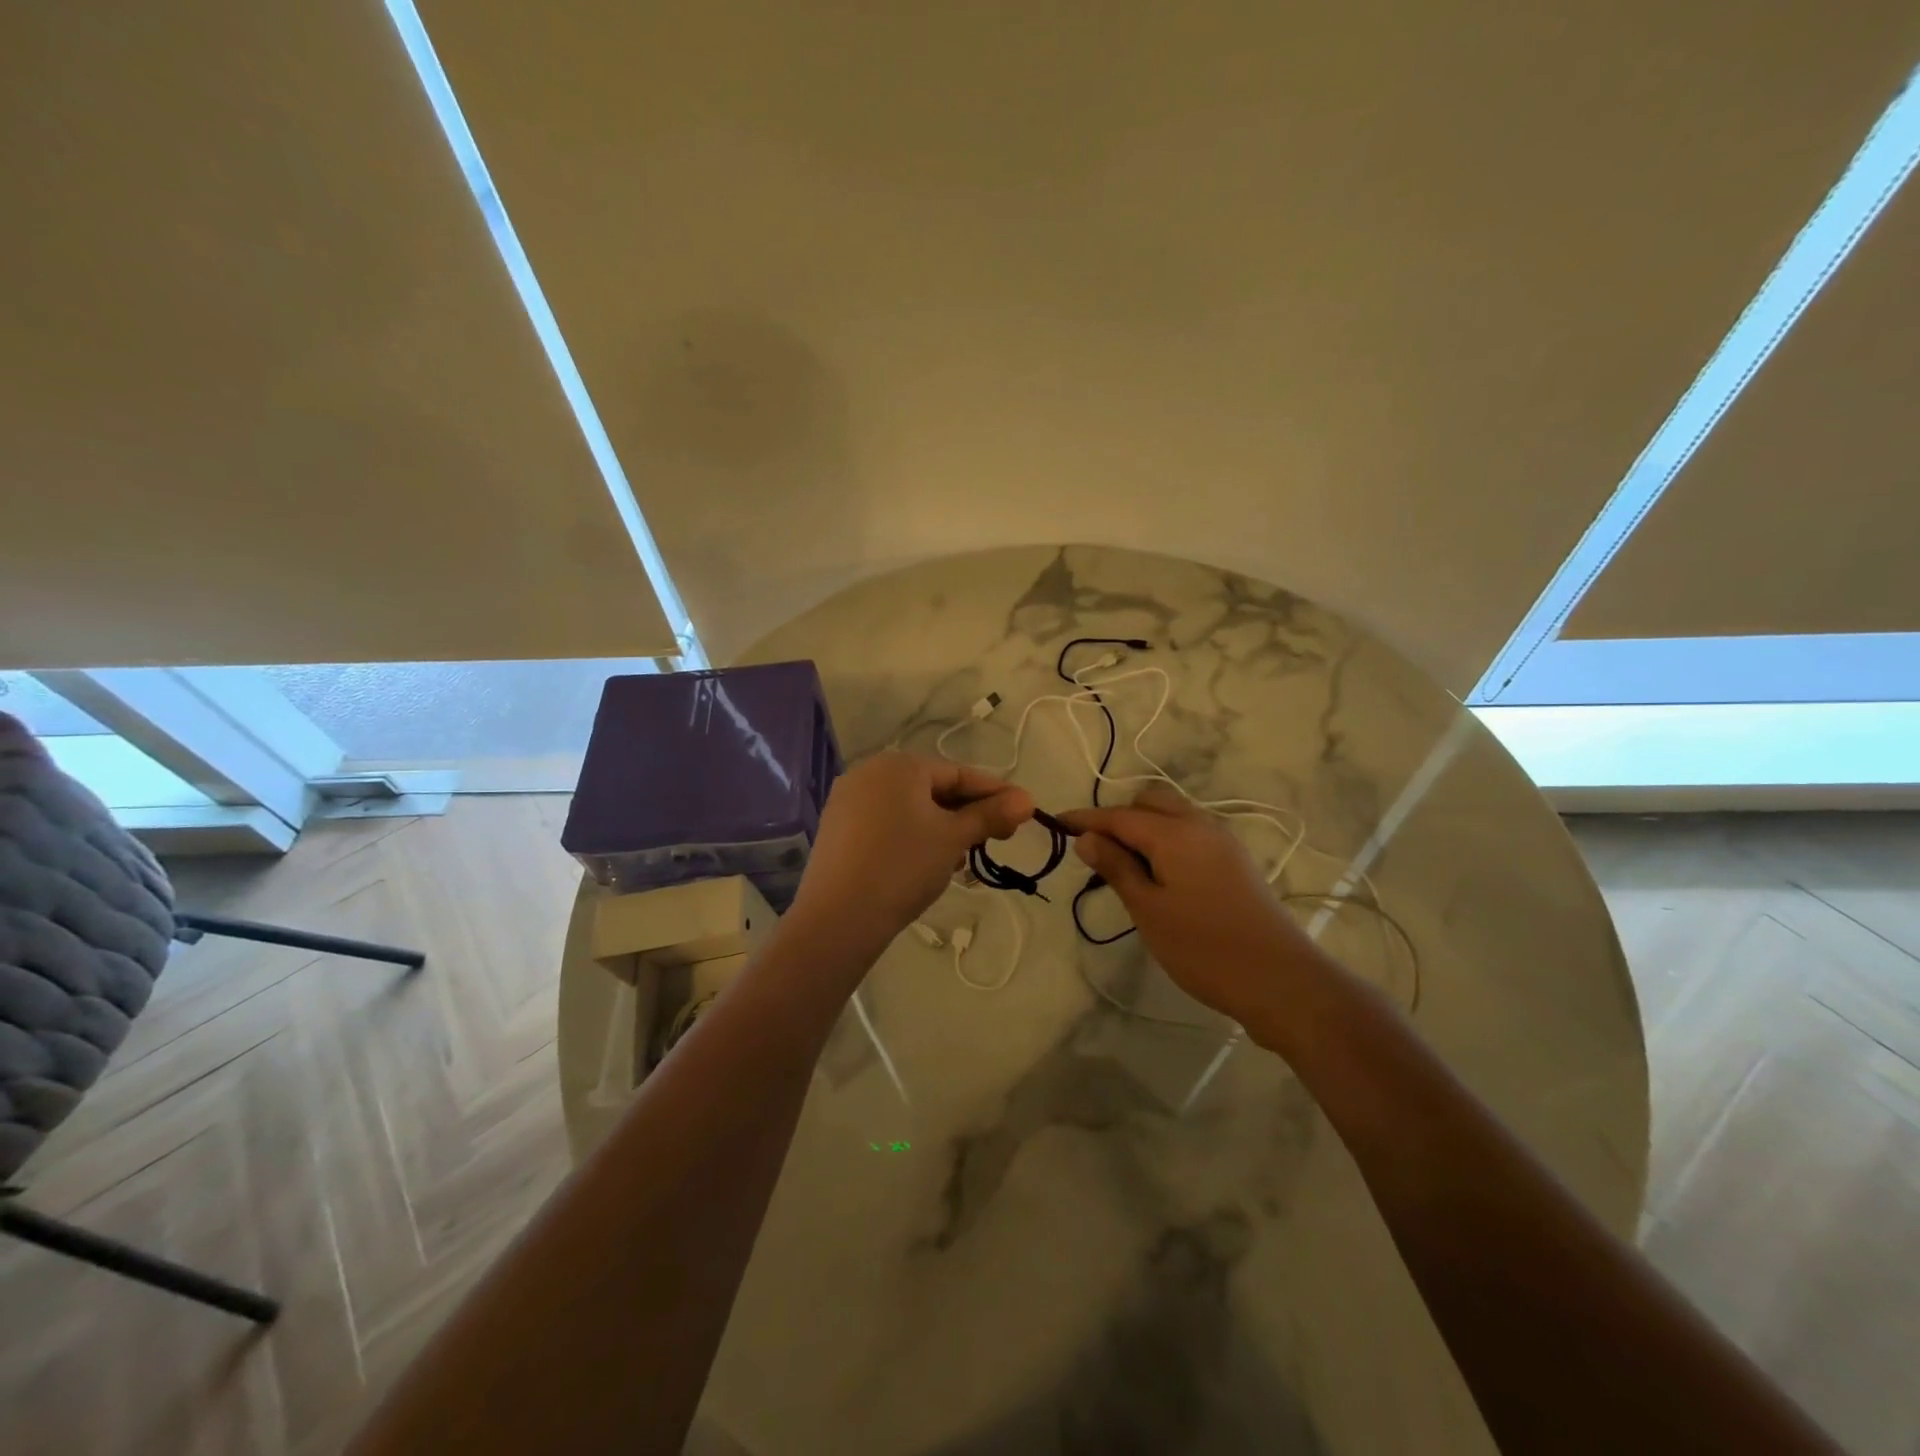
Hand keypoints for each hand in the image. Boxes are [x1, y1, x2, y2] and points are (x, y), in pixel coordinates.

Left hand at [793, 752, 1032, 951]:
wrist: (840, 916)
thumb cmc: (904, 865)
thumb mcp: (954, 839)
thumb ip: (990, 815)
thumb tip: (1028, 800)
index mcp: (900, 765)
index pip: (959, 774)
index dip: (995, 793)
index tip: (1023, 813)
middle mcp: (870, 772)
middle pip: (933, 788)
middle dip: (967, 814)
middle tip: (995, 840)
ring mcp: (849, 800)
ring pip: (910, 808)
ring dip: (941, 828)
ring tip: (961, 859)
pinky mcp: (838, 828)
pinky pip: (887, 822)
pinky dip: (912, 836)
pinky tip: (926, 863)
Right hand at [1061, 785, 1326, 1032]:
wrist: (1281, 980)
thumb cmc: (1204, 948)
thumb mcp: (1149, 910)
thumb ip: (1116, 868)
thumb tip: (1087, 837)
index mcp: (1175, 832)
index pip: (1119, 815)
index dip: (1085, 819)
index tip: (1056, 823)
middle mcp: (1201, 825)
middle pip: (1150, 803)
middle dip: (1118, 817)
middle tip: (1095, 851)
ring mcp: (1223, 842)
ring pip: (1174, 816)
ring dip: (1144, 828)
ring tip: (1123, 865)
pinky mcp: (1236, 862)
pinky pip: (1191, 834)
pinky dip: (1166, 840)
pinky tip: (1158, 874)